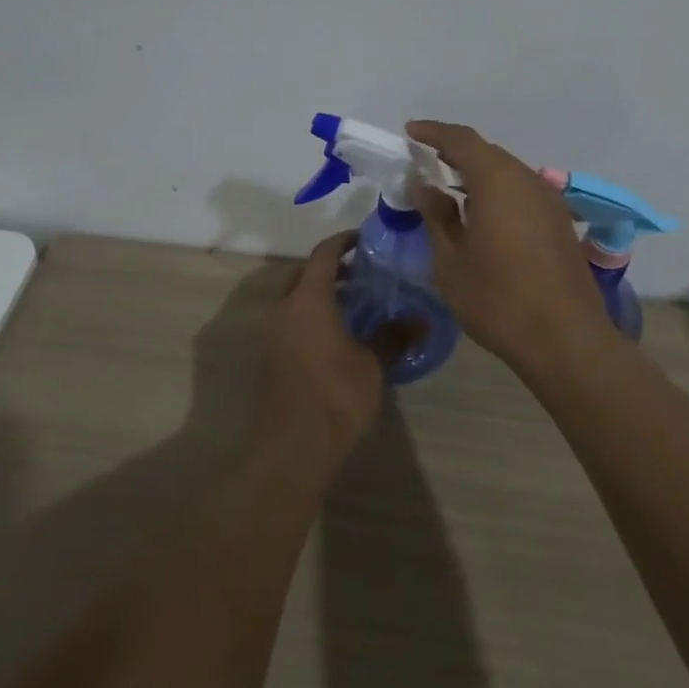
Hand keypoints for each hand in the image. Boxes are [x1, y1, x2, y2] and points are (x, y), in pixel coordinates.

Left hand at [254, 232, 390, 473]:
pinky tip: (334, 333)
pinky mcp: (268, 355)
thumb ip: (394, 336)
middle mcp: (283, 307)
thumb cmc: (336, 396)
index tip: (363, 239)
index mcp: (308, 299)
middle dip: (330, 267)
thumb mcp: (373, 364)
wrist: (292, 448)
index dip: (343, 241)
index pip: (323, 254)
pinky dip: (309, 314)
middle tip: (361, 272)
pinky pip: (289, 319)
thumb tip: (420, 320)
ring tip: (352, 303)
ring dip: (319, 292)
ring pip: (294, 297)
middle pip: (304, 272)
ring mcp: (270, 332)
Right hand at [407, 119, 612, 365]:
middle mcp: (527, 180)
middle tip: (425, 161)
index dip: (434, 132)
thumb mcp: (451, 260)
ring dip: (477, 173)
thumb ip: (436, 215)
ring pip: (507, 172)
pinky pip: (522, 191)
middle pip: (487, 153)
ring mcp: (549, 200)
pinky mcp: (560, 221)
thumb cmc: (498, 299)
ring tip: (449, 187)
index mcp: (498, 180)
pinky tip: (482, 214)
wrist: (565, 339)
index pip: (461, 140)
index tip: (410, 133)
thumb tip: (423, 185)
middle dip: (455, 152)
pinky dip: (497, 191)